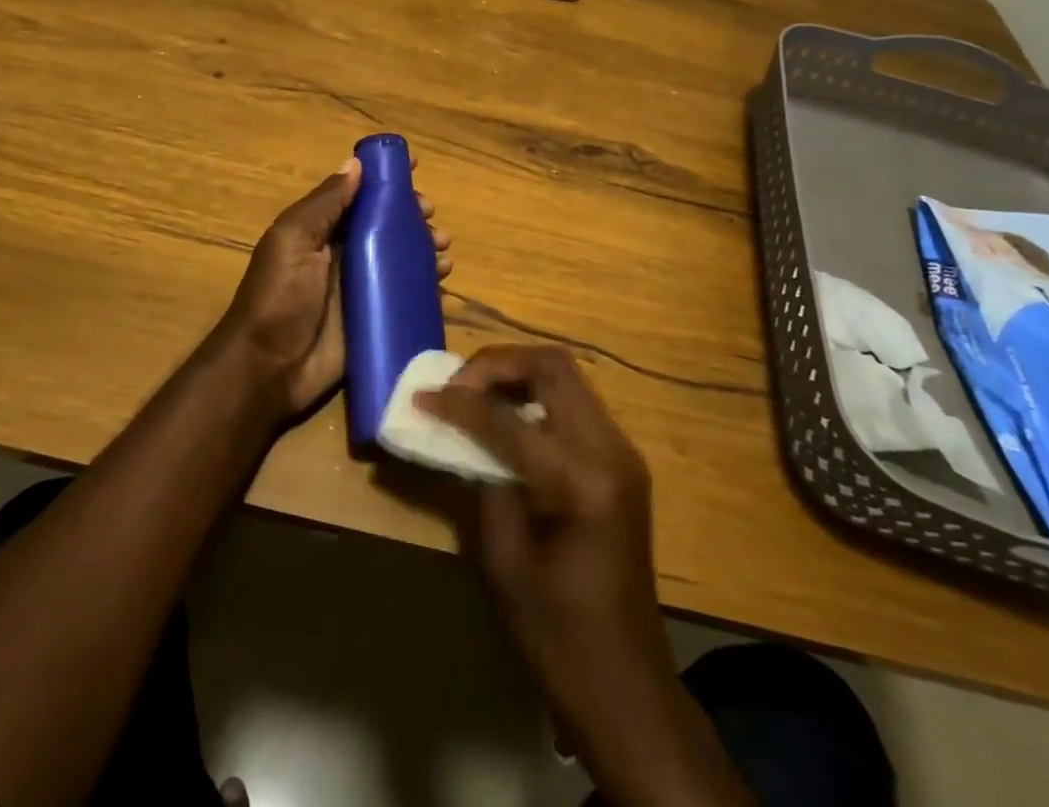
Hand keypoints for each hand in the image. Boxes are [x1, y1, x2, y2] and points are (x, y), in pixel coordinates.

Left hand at [216, 157, 451, 421]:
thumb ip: (325, 203)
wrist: (269, 369)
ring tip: (442, 249)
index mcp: (322, 230)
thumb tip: (355, 163)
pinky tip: (442, 279)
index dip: (385, 179)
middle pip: (387, 224)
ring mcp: (362, 287)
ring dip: (425, 246)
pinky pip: (406, 294)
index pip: (359, 195)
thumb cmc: (279, 296)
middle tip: (429, 216)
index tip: (414, 166)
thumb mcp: (293, 240)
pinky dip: (427, 283)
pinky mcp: (375, 318)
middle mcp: (344, 254)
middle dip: (413, 214)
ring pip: (402, 257)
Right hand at [425, 351, 745, 804]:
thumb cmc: (556, 635)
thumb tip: (462, 431)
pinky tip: (506, 418)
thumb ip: (483, 481)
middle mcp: (612, 451)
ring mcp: (623, 451)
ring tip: (475, 394)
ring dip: (517, 373)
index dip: (459, 403)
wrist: (626, 685)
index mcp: (582, 483)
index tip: (421, 397)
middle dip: (496, 364)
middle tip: (456, 385)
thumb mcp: (503, 560)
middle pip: (552, 366)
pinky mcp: (622, 459)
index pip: (509, 419)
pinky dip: (536, 394)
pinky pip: (575, 402)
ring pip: (566, 375)